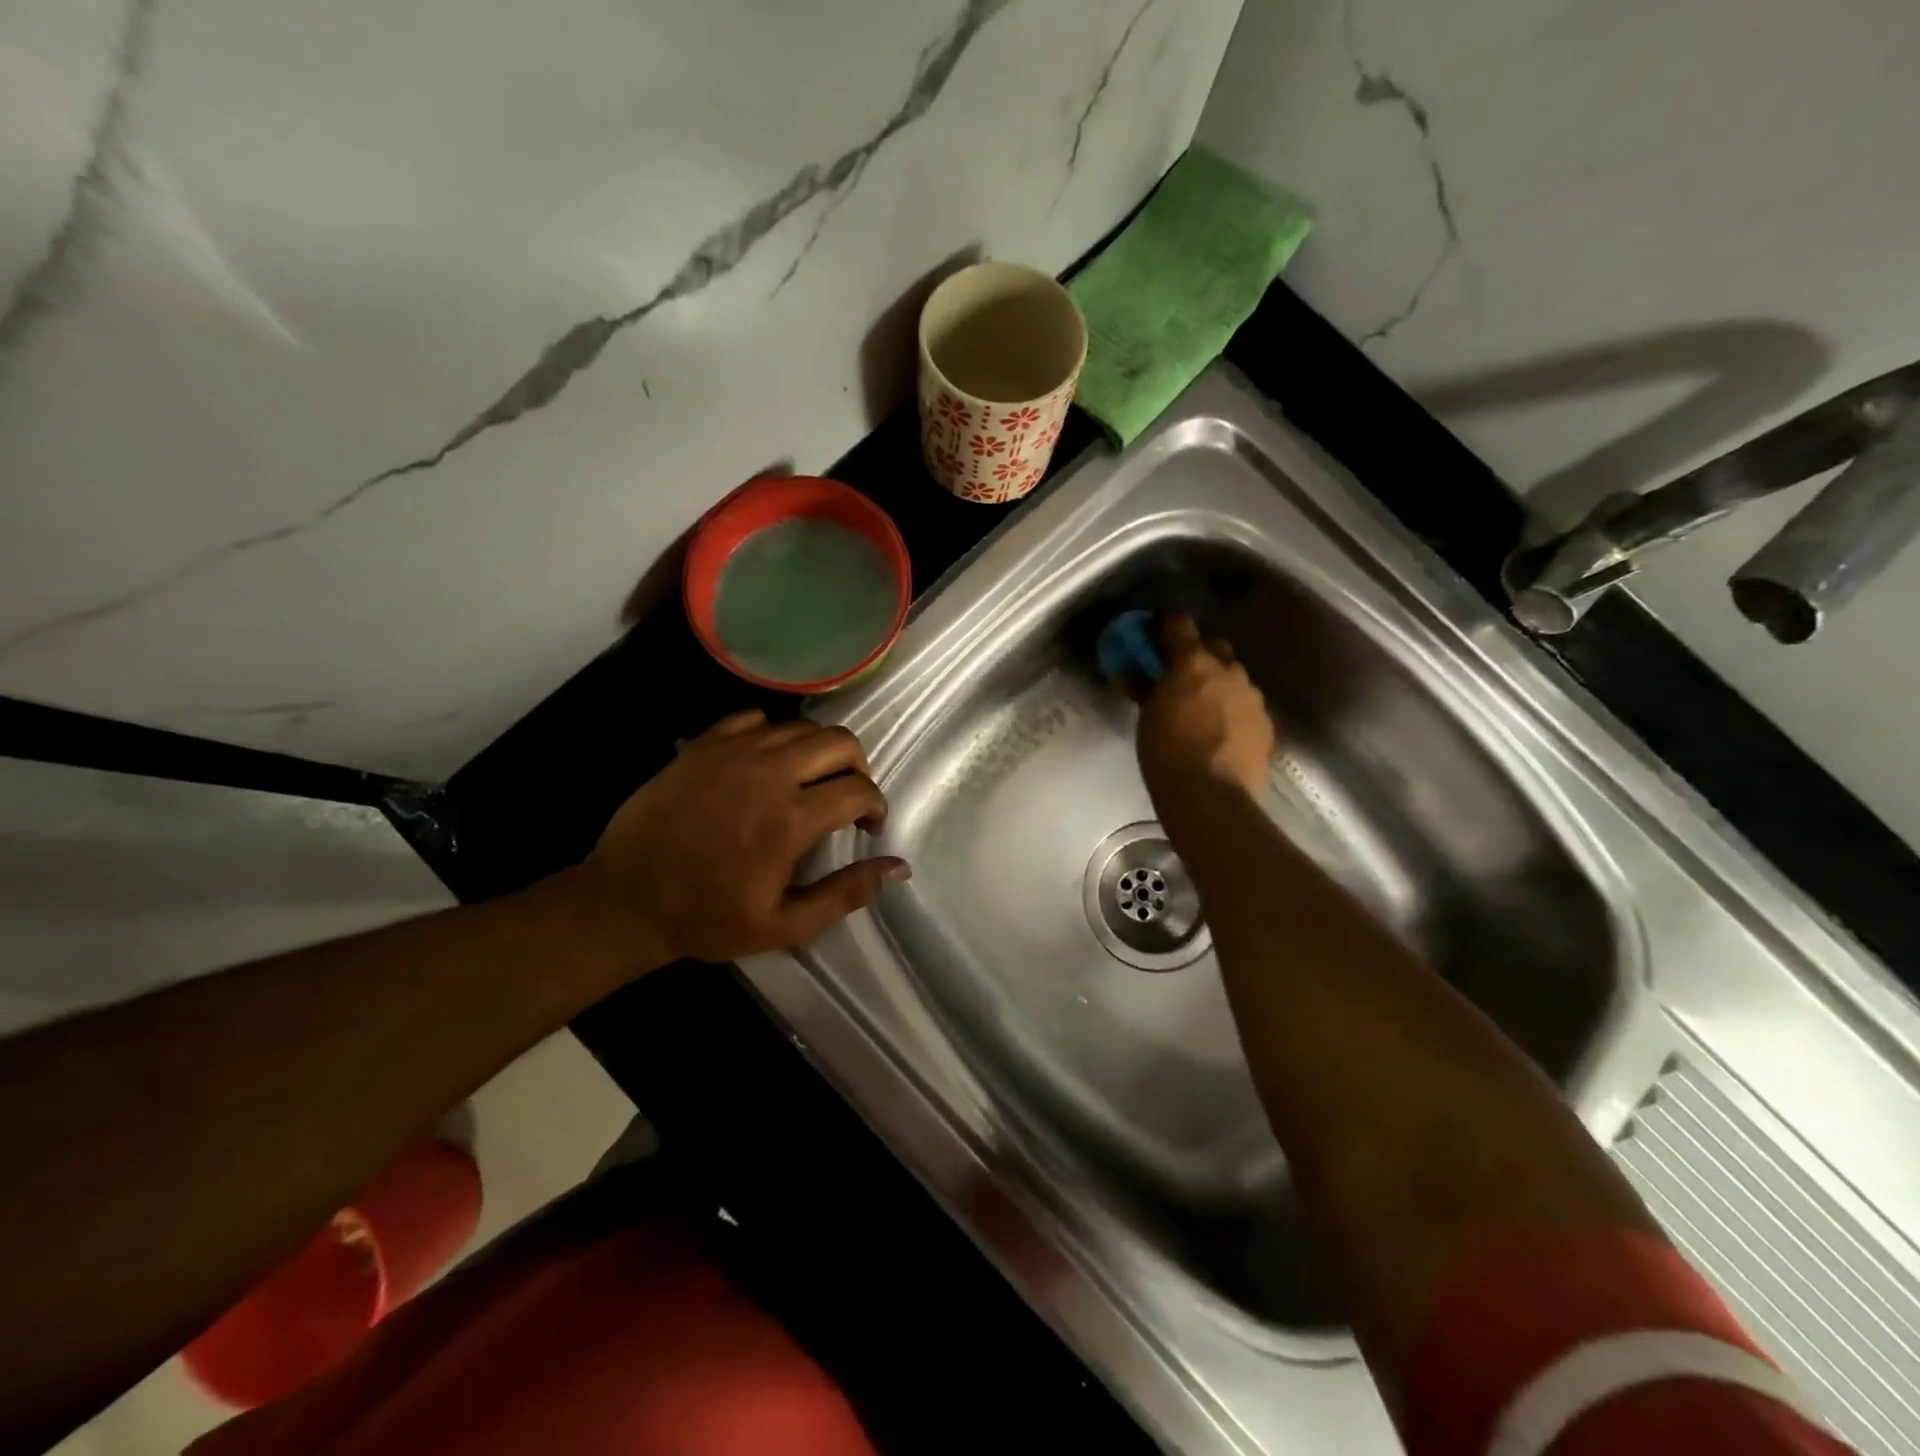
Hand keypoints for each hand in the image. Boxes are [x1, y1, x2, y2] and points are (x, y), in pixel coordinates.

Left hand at [571, 710, 907, 964]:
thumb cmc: (709, 918)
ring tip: (809, 780)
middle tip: (846, 795)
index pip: (859, 789)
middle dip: (857, 766)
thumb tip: (900, 866)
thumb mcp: (786, 925)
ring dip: (818, 751)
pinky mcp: (704, 744)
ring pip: (800, 726)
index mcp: (791, 819)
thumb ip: (847, 893)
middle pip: (839, 742)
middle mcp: (769, 773)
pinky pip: (755, 719)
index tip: (867, 826)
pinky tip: (765, 764)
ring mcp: (733, 751)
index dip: (875, 805)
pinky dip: (773, 736)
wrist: (626, 899)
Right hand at [1135, 617, 1275, 798]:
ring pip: (1233, 678)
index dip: (1165, 627)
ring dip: (1218, 685)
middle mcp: (1229, 671)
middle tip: (1179, 676)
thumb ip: (1144, 689)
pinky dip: (1232, 710)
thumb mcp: (1147, 719)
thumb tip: (1131, 674)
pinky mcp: (1266, 724)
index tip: (1153, 636)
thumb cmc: (1167, 754)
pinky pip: (1246, 706)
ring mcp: (1252, 697)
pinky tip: (1220, 732)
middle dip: (1198, 656)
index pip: (1180, 625)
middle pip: (1214, 647)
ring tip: (1202, 709)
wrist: (1211, 797)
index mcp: (1194, 663)